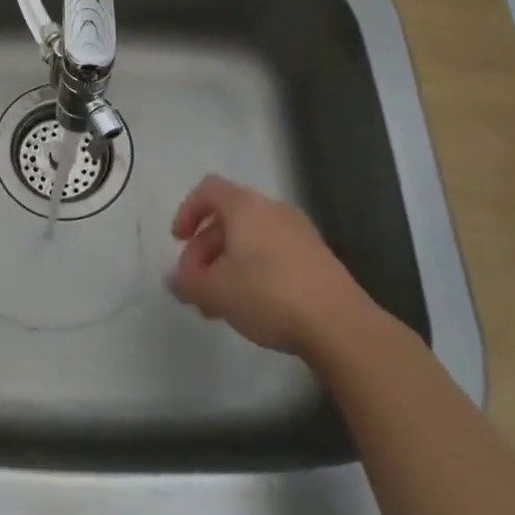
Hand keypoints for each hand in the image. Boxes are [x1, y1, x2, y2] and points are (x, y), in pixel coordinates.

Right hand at [168, 175, 362, 358]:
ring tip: (220, 304)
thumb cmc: (268, 294)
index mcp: (246, 207)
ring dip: (228, 265)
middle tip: (196, 286)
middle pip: (228, 218)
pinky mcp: (318, 259)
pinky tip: (252, 306)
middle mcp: (273, 210)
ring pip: (251, 240)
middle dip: (205, 250)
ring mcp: (300, 233)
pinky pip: (274, 254)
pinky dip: (254, 271)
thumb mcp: (215, 291)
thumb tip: (175, 280)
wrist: (340, 325)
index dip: (187, 211)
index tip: (179, 241)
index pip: (208, 189)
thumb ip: (188, 283)